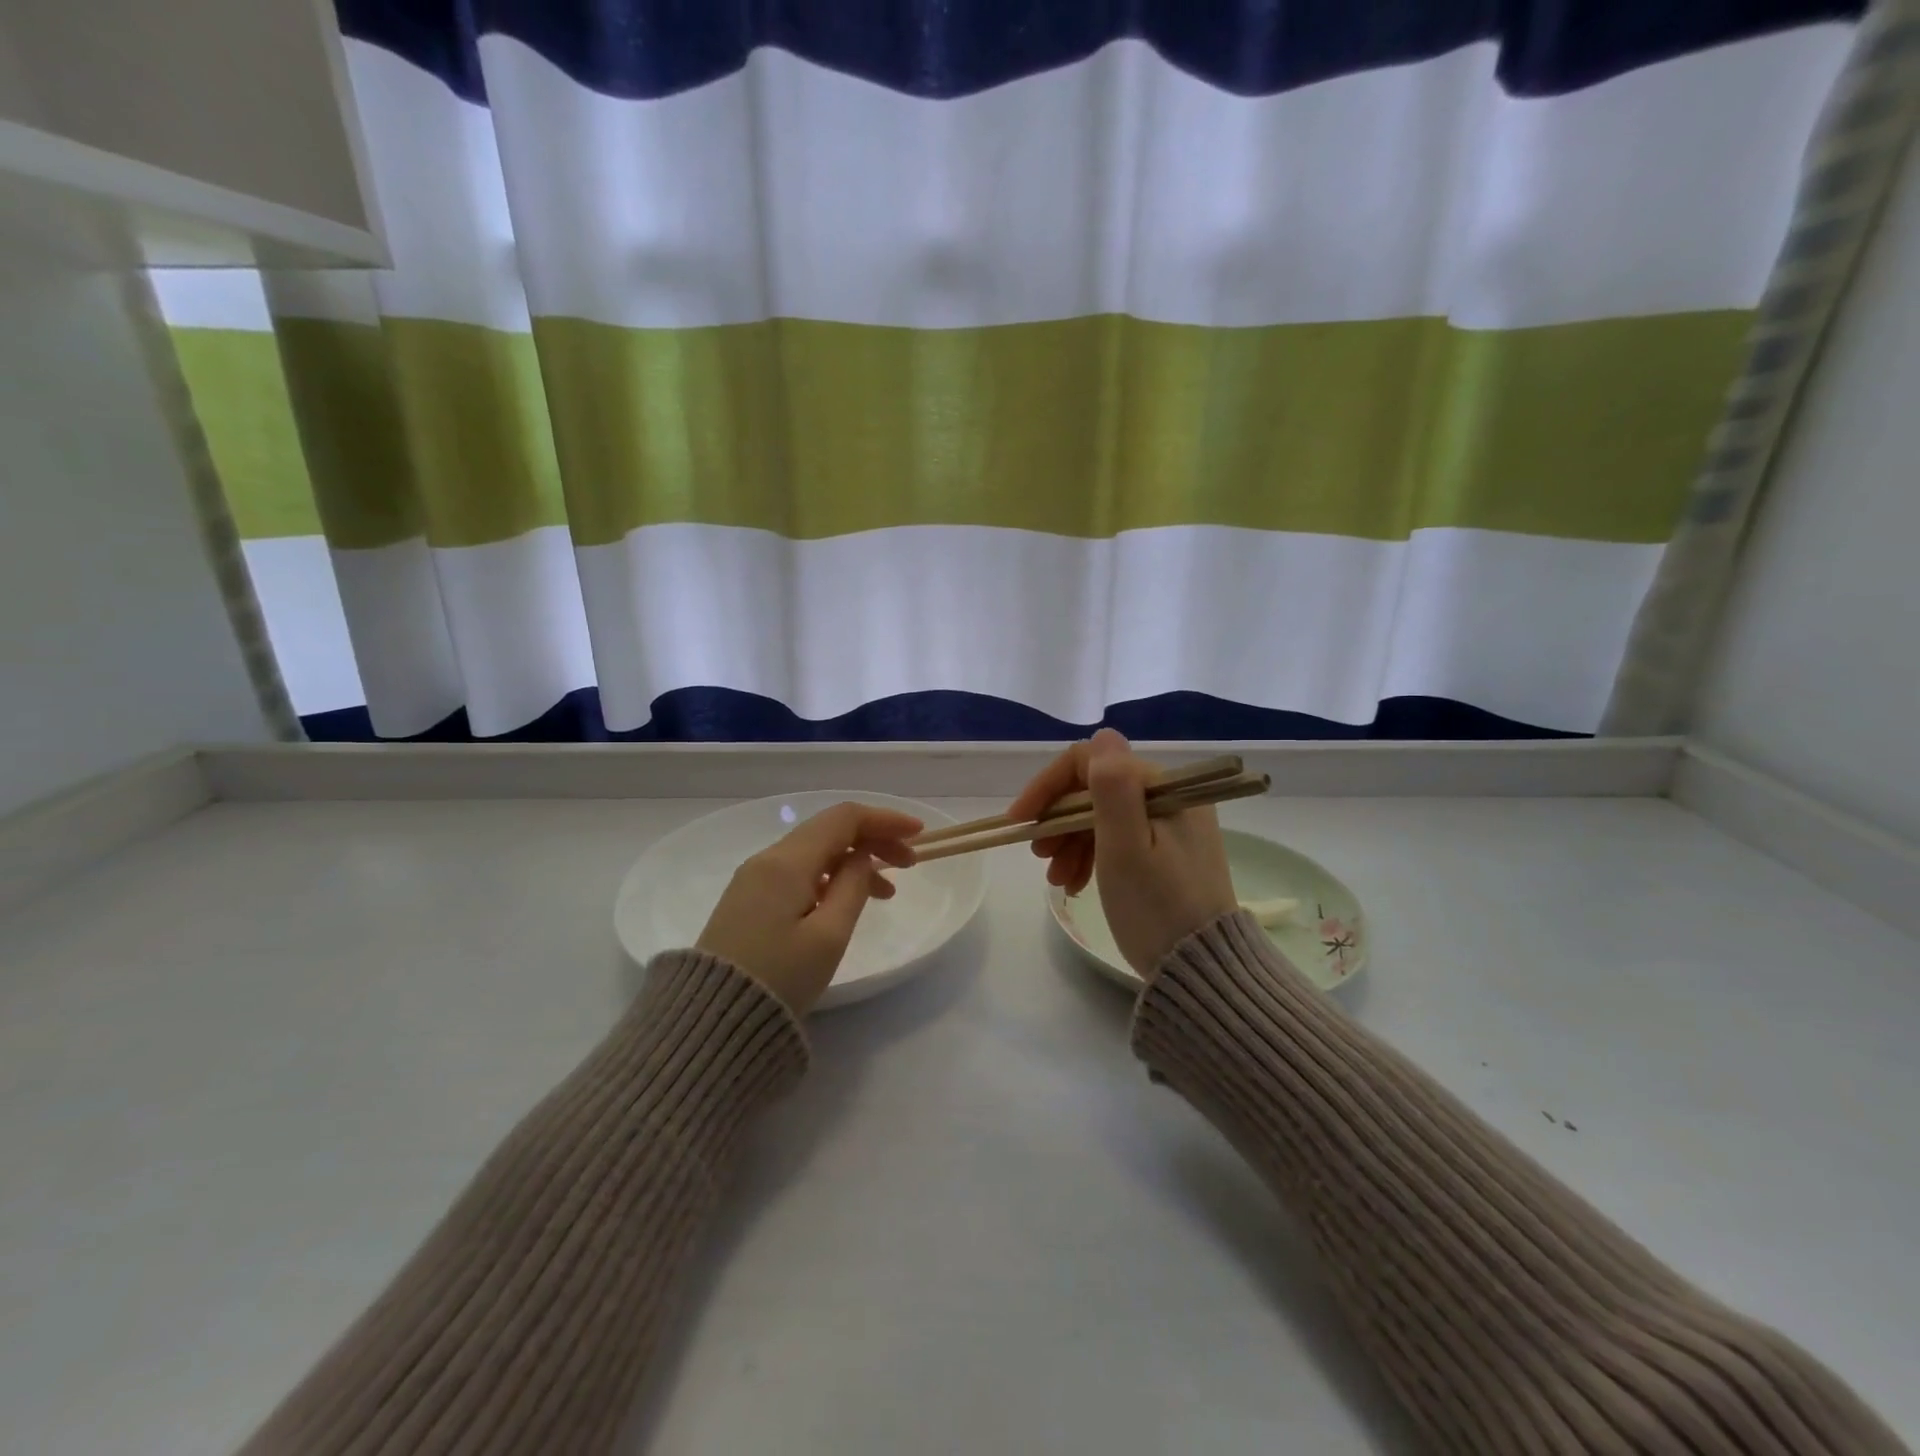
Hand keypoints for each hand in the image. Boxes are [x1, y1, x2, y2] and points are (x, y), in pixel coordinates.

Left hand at [696, 801, 921, 1015]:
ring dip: (854, 861)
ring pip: (814, 853)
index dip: (885, 820)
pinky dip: (831, 877)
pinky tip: (847, 901)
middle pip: (829, 831)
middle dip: (873, 840)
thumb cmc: (779, 978)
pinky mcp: (747, 901)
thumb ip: (853, 887)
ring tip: (888, 892)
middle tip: (910, 864)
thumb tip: (862, 858)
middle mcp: (767, 860)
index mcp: (787, 862)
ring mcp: (753, 880)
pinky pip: (798, 873)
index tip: (919, 835)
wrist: (712, 1023)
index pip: (844, 819)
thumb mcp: (829, 935)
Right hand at [1009, 728, 1236, 977]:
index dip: (1049, 787)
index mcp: (1161, 788)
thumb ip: (1112, 788)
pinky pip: (1118, 839)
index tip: (1021, 822)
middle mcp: (1169, 797)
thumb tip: (1102, 735)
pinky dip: (1091, 856)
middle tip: (1038, 857)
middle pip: (1094, 791)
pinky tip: (1076, 883)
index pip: (1090, 763)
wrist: (1200, 968)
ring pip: (1102, 816)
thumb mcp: (1125, 847)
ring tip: (1057, 880)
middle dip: (1059, 820)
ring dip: (1070, 842)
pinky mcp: (1168, 852)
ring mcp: (1170, 825)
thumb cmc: (1155, 907)